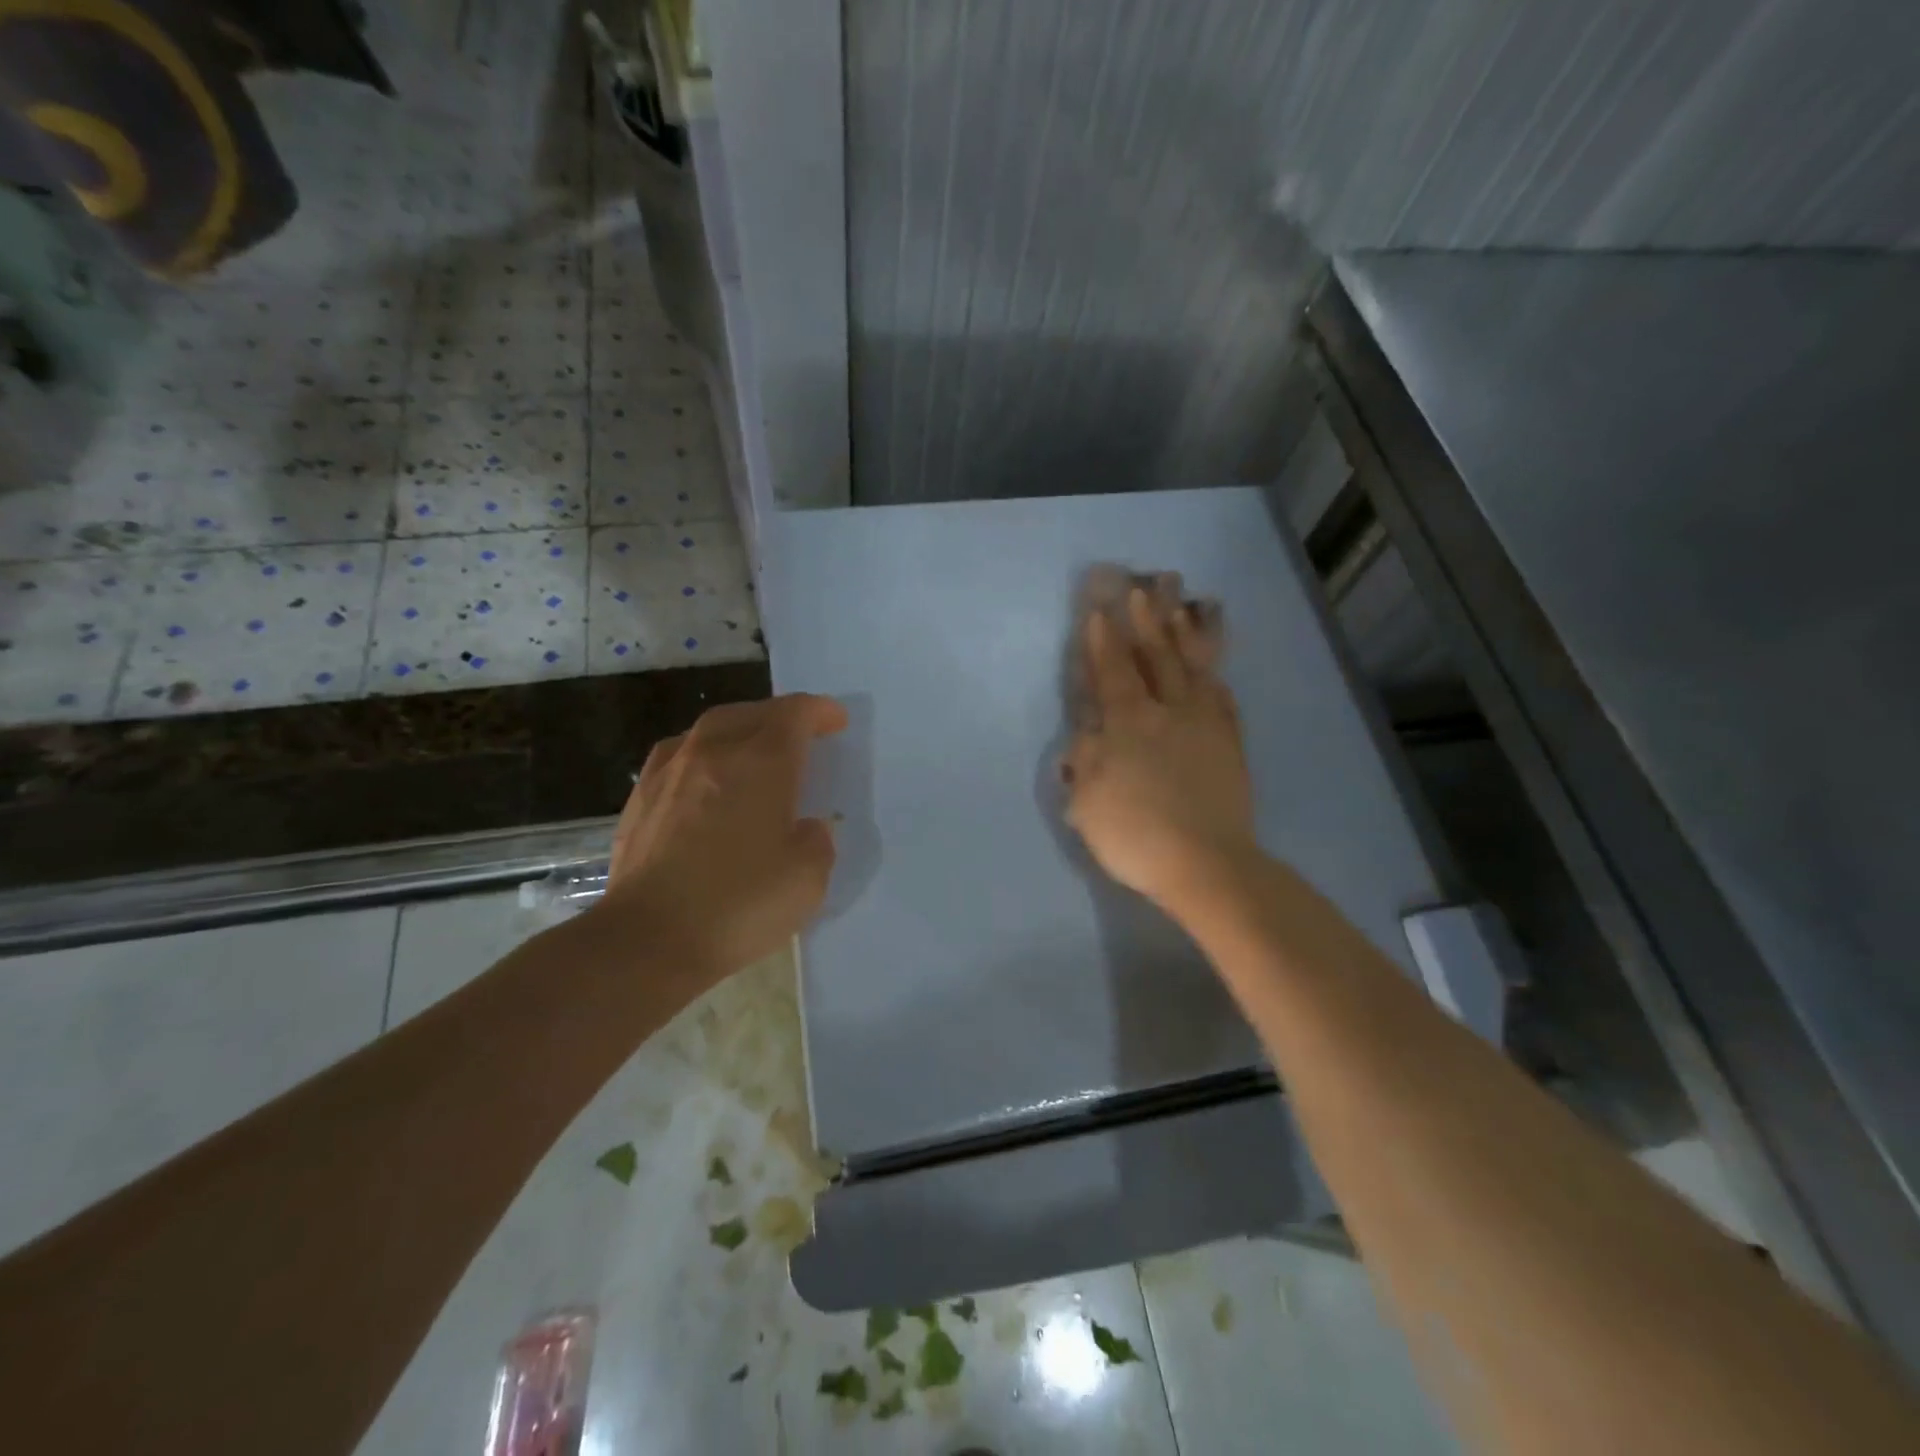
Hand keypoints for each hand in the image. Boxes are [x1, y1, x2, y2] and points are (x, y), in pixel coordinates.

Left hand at [597, 694, 847, 983]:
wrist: (647, 939)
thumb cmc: (738, 904)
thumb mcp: (808, 878)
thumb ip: (817, 840)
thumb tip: (806, 826)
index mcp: (763, 763)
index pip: (796, 715)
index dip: (820, 712)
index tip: (836, 721)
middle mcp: (715, 752)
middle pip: (752, 713)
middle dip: (782, 716)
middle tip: (801, 734)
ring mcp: (671, 771)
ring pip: (711, 728)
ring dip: (741, 729)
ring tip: (754, 748)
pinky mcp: (641, 797)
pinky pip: (679, 754)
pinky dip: (703, 753)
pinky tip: (705, 776)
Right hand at [1064, 580, 1256, 915]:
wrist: (1207, 864)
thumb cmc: (1136, 835)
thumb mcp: (1087, 802)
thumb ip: (1084, 761)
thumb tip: (1087, 733)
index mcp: (1129, 723)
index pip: (1112, 671)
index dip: (1103, 640)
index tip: (1099, 610)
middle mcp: (1168, 712)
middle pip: (1157, 656)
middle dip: (1148, 620)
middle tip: (1144, 586)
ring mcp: (1205, 724)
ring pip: (1194, 667)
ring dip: (1186, 634)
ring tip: (1186, 605)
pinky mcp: (1230, 742)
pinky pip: (1222, 696)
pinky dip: (1215, 674)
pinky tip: (1212, 666)